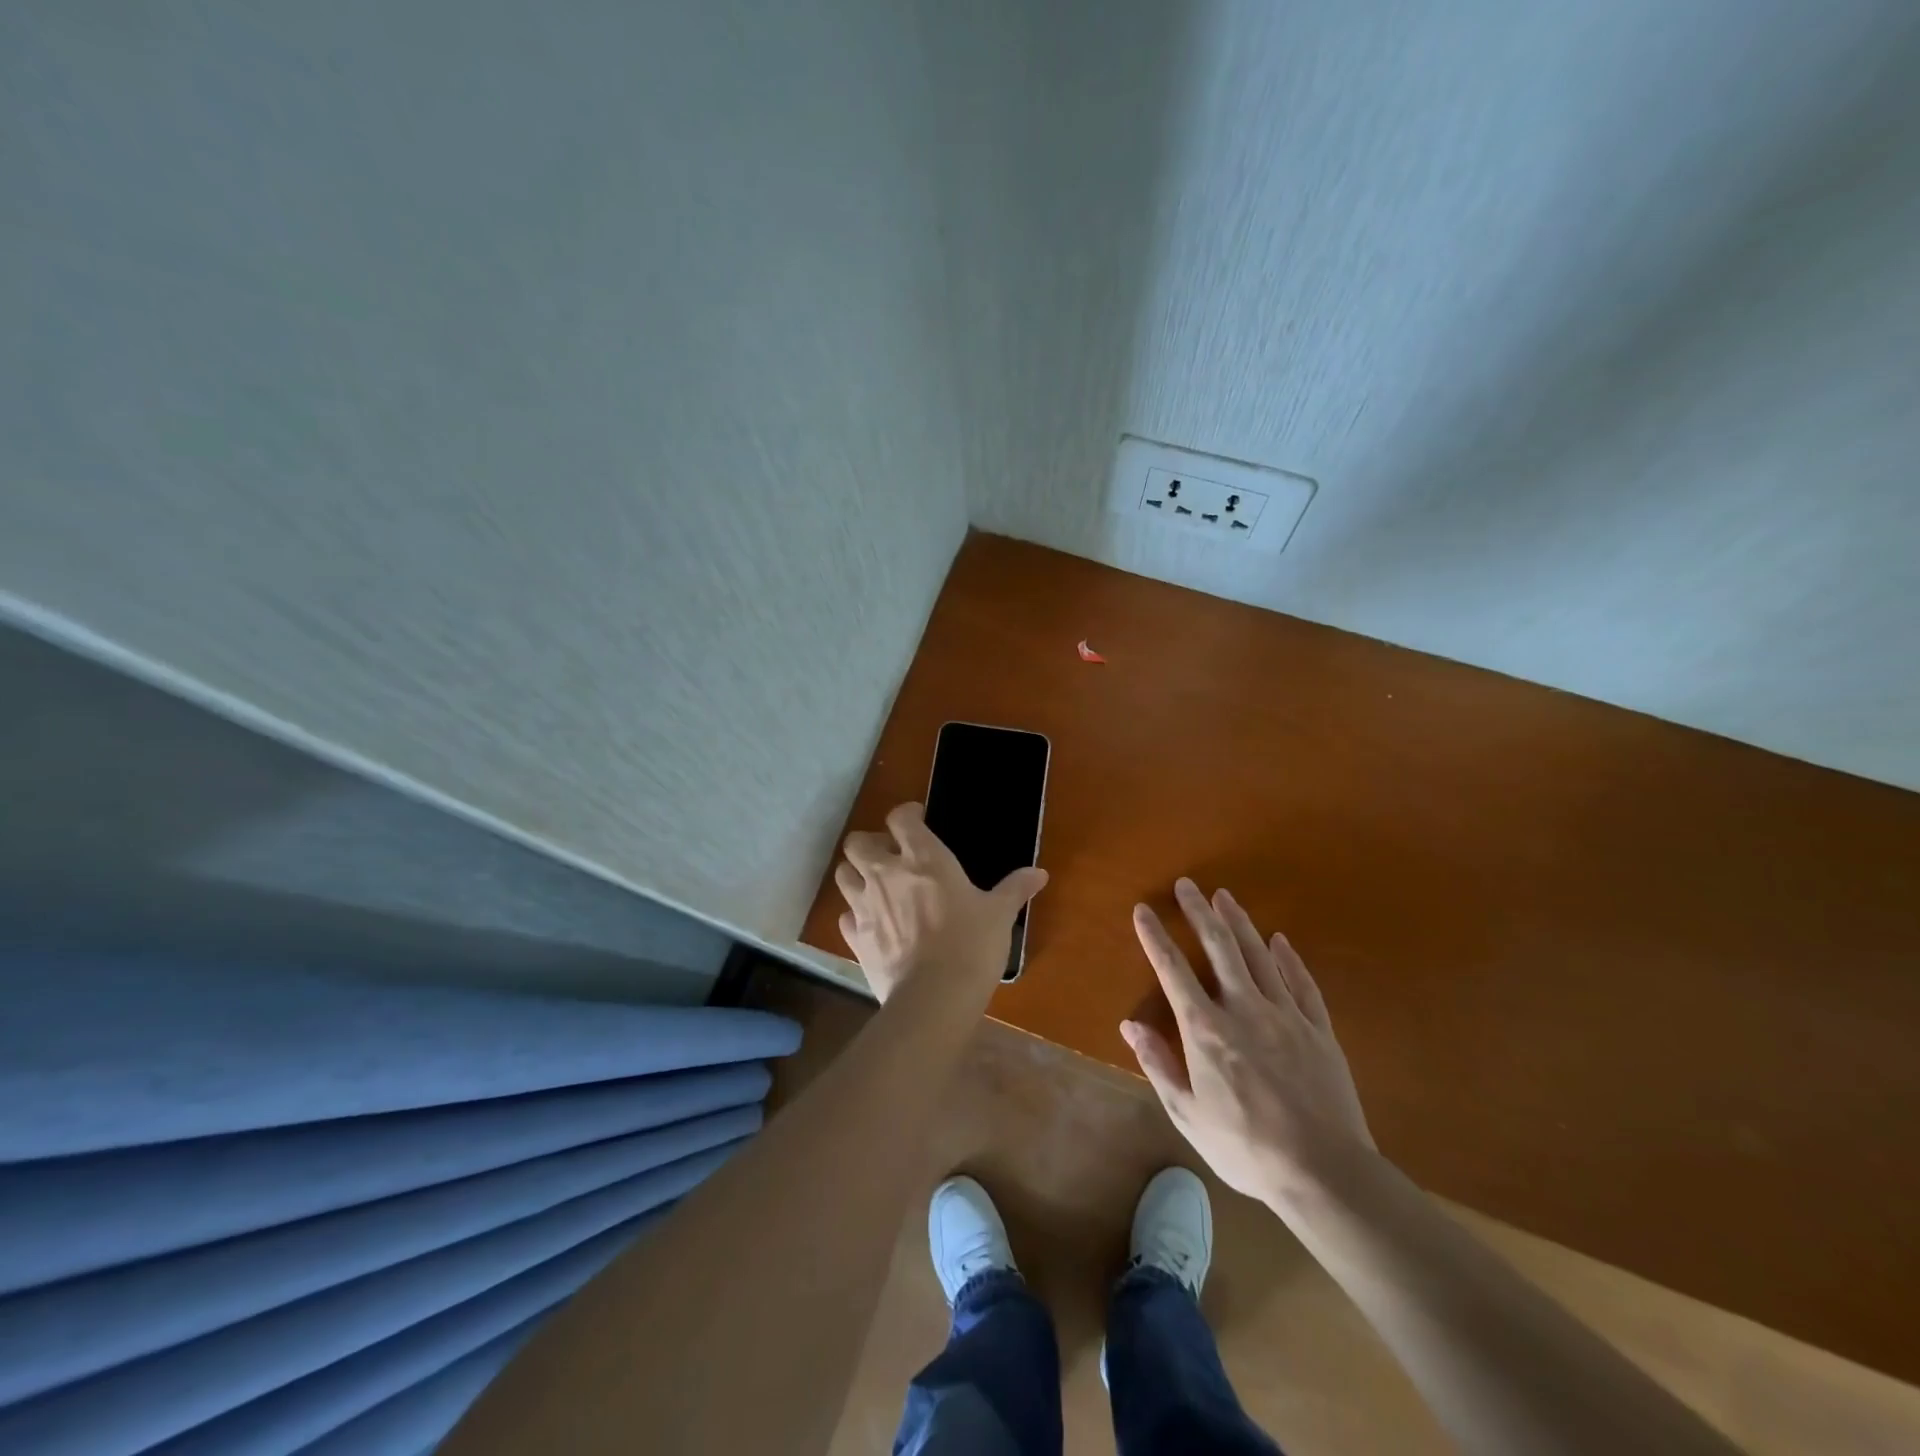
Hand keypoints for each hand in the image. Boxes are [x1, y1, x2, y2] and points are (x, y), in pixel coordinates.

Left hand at [833, 802, 1047, 1002]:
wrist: (934, 997)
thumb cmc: (972, 945)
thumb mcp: (1000, 914)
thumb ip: (1015, 889)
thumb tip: (1040, 873)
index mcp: (924, 858)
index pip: (900, 817)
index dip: (906, 815)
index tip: (918, 821)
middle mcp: (886, 873)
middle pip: (858, 841)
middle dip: (870, 843)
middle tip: (891, 856)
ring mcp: (864, 905)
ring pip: (843, 873)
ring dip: (856, 874)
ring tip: (875, 885)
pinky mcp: (854, 937)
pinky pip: (844, 916)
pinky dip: (855, 915)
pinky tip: (872, 923)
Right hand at [1125, 878, 1374, 1207]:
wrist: (1324, 1172)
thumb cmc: (1245, 1147)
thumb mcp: (1188, 1114)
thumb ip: (1158, 1065)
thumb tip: (1129, 1025)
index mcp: (1206, 1030)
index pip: (1172, 970)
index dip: (1155, 936)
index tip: (1143, 910)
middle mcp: (1243, 1008)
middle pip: (1219, 947)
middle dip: (1199, 911)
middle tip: (1187, 884)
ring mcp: (1285, 1015)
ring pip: (1258, 955)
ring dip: (1239, 922)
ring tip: (1225, 896)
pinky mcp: (1319, 1029)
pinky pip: (1302, 983)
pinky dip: (1288, 958)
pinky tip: (1280, 940)